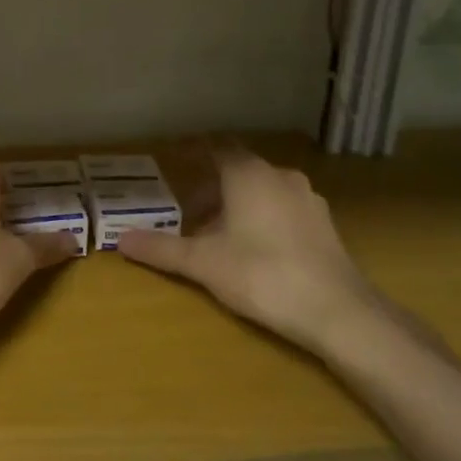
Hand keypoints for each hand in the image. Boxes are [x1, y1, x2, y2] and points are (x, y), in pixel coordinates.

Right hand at [117, 146, 380, 355]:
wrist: (339, 312)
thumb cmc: (262, 274)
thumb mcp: (203, 263)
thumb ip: (161, 248)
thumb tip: (121, 240)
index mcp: (248, 174)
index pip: (216, 148)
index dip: (194, 153)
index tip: (174, 161)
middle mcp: (279, 176)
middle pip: (238, 170)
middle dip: (212, 187)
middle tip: (188, 210)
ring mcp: (308, 199)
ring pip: (263, 190)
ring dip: (238, 204)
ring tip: (218, 233)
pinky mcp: (324, 225)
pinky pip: (283, 208)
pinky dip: (263, 217)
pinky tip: (254, 248)